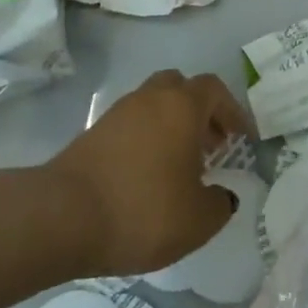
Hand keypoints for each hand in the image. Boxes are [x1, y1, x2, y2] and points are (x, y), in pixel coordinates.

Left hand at [43, 70, 254, 276]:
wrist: (64, 215)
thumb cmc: (143, 210)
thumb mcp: (198, 219)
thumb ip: (220, 204)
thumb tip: (223, 195)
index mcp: (181, 106)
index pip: (214, 89)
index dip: (233, 110)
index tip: (243, 138)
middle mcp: (151, 97)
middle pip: (181, 87)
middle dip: (201, 112)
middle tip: (212, 145)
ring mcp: (119, 112)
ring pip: (154, 104)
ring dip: (172, 124)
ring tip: (181, 164)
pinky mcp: (95, 131)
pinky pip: (133, 124)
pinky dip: (148, 138)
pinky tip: (149, 174)